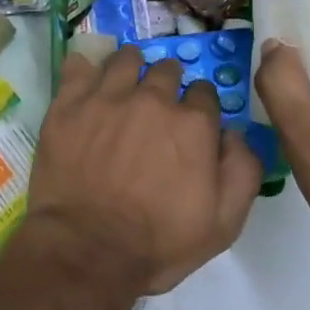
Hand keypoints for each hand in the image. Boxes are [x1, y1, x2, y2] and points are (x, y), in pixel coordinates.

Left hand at [27, 45, 263, 294]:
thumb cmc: (158, 243)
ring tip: (123, 84)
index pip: (205, 92)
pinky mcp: (67, 105)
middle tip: (156, 104)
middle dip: (167, 82)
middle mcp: (152, 100)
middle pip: (166, 70)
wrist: (87, 250)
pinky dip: (84, 68)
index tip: (191, 120)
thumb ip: (242, 170)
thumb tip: (235, 134)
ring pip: (124, 59)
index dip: (199, 106)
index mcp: (193, 124)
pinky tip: (85, 79)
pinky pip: (77, 66)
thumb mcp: (224, 223)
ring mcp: (106, 98)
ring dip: (130, 68)